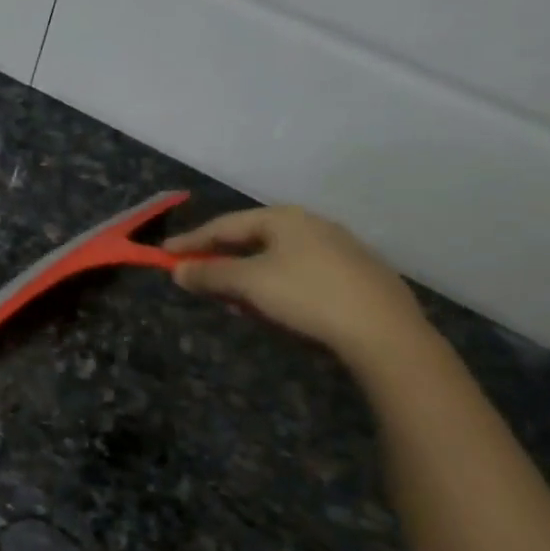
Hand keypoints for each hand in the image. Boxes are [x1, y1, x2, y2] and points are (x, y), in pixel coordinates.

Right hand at [165, 205, 432, 369]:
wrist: (385, 332)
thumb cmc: (307, 296)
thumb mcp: (248, 284)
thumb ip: (210, 274)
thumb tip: (177, 270)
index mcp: (284, 218)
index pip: (225, 225)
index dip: (191, 241)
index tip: (165, 254)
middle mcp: (312, 225)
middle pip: (252, 240)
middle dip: (222, 261)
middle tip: (199, 280)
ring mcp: (339, 249)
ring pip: (277, 260)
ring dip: (249, 278)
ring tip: (236, 302)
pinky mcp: (357, 277)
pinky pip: (301, 276)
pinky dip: (277, 288)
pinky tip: (277, 311)